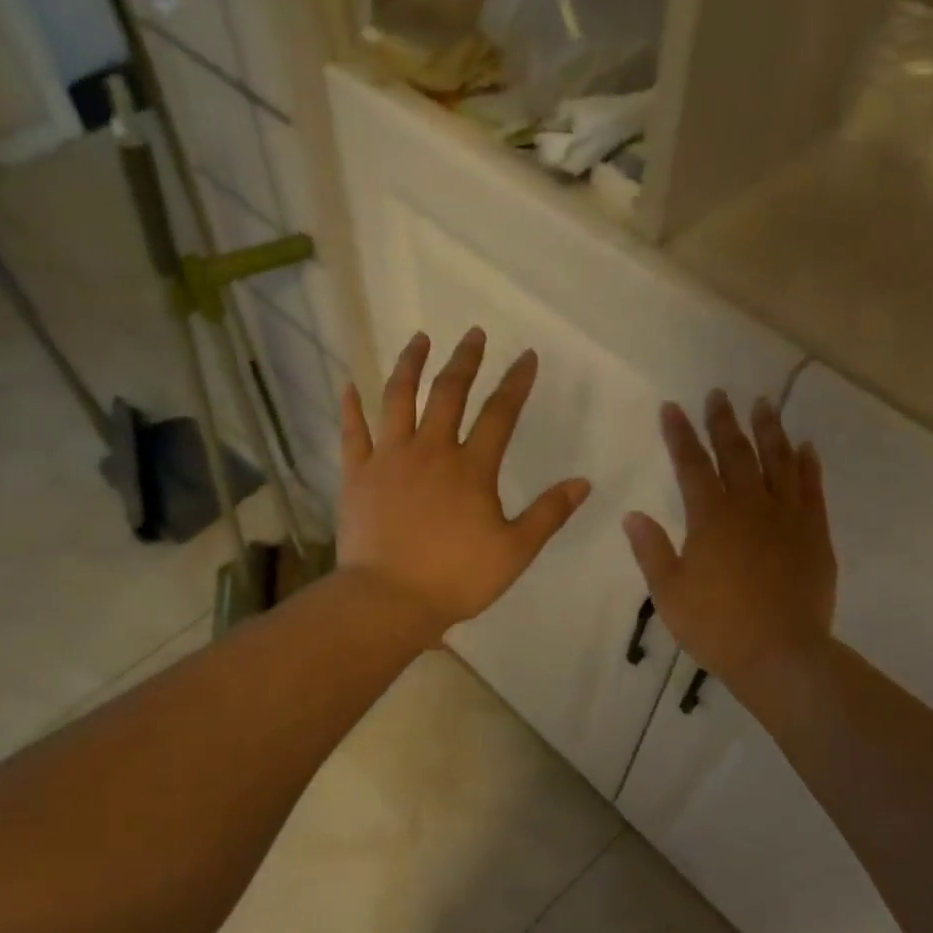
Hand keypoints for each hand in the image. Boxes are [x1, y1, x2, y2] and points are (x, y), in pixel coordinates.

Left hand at [339, 328, 591, 640]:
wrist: (389, 599)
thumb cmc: (456, 578)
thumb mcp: (515, 551)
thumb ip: (548, 513)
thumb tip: (583, 482)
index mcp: (472, 468)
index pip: (500, 414)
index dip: (516, 383)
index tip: (526, 356)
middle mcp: (431, 451)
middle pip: (449, 393)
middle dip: (465, 360)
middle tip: (473, 333)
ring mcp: (389, 459)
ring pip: (398, 399)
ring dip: (410, 365)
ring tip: (418, 339)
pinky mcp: (357, 475)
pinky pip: (353, 432)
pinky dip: (351, 407)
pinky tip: (350, 385)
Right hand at [623, 391, 836, 695]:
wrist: (780, 654)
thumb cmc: (716, 627)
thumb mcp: (669, 593)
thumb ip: (652, 551)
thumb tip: (633, 515)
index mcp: (710, 518)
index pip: (691, 465)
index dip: (680, 435)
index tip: (672, 408)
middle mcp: (750, 507)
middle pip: (736, 453)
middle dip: (723, 422)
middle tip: (719, 394)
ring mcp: (787, 518)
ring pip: (778, 462)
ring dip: (769, 430)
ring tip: (763, 405)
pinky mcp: (815, 534)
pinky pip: (812, 489)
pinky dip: (807, 465)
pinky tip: (804, 447)